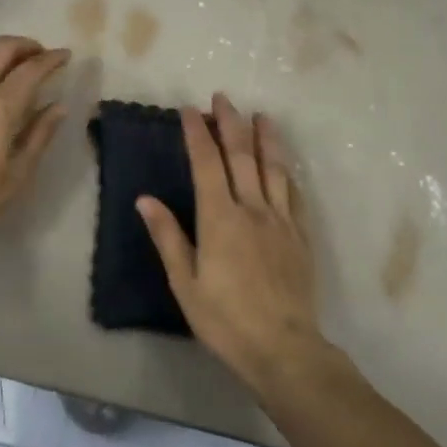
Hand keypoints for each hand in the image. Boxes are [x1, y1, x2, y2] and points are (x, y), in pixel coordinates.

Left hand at [0, 35, 70, 237]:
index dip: (52, 58)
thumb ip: (39, 135)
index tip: (65, 55)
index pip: (32, 69)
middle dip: (26, 44)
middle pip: (2, 47)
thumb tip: (59, 106)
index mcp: (0, 107)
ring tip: (10, 67)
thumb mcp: (17, 175)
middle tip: (40, 55)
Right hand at [136, 94, 330, 394]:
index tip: (189, 110)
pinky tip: (285, 166)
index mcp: (219, 218)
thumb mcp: (185, 283)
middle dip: (231, 123)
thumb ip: (167, 237)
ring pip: (273, 169)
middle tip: (223, 98)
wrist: (283, 348)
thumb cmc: (225, 319)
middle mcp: (252, 209)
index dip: (197, 133)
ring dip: (266, 138)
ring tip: (261, 116)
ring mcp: (280, 221)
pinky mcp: (300, 237)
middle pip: (242, 156)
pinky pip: (293, 195)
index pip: (207, 163)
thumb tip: (145, 199)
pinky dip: (286, 173)